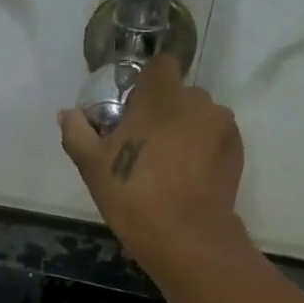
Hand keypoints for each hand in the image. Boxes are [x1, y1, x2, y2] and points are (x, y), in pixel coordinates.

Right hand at [58, 57, 247, 276]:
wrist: (186, 237)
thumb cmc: (133, 196)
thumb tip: (67, 114)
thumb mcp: (92, 167)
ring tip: (169, 167)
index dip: (146, 85)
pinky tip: (188, 179)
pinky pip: (214, 138)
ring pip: (198, 117)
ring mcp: (221, 124)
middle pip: (178, 94)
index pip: (159, 66)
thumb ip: (77, 133)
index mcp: (160, 96)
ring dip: (185, 131)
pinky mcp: (236, 149)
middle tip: (145, 147)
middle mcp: (196, 100)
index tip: (133, 113)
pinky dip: (202, 150)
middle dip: (164, 113)